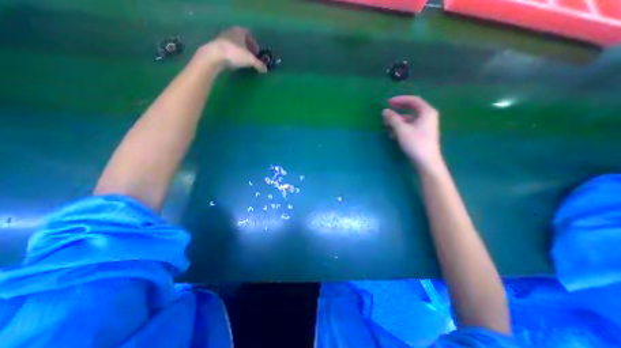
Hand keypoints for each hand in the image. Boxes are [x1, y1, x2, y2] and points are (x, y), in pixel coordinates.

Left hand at [199, 25, 265, 72]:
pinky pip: (228, 49)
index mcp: (239, 31)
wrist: (215, 56)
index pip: (248, 34)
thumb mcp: (250, 60)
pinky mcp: (217, 47)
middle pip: (241, 39)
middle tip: (252, 56)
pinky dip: (233, 55)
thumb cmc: (235, 53)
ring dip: (240, 51)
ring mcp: (222, 38)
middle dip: (247, 47)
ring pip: (234, 44)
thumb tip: (265, 70)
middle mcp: (231, 32)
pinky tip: (235, 62)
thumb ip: (259, 64)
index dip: (254, 43)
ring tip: (244, 60)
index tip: (257, 52)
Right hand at [381, 95, 443, 166]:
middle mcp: (428, 116)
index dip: (399, 99)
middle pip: (410, 109)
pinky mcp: (422, 134)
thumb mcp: (401, 129)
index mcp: (426, 112)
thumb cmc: (415, 143)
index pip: (413, 100)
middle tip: (386, 114)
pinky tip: (393, 135)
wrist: (426, 161)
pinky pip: (410, 127)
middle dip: (397, 112)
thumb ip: (392, 119)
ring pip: (409, 119)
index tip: (388, 102)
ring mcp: (425, 126)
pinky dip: (401, 128)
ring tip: (387, 127)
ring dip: (397, 122)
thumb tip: (384, 111)